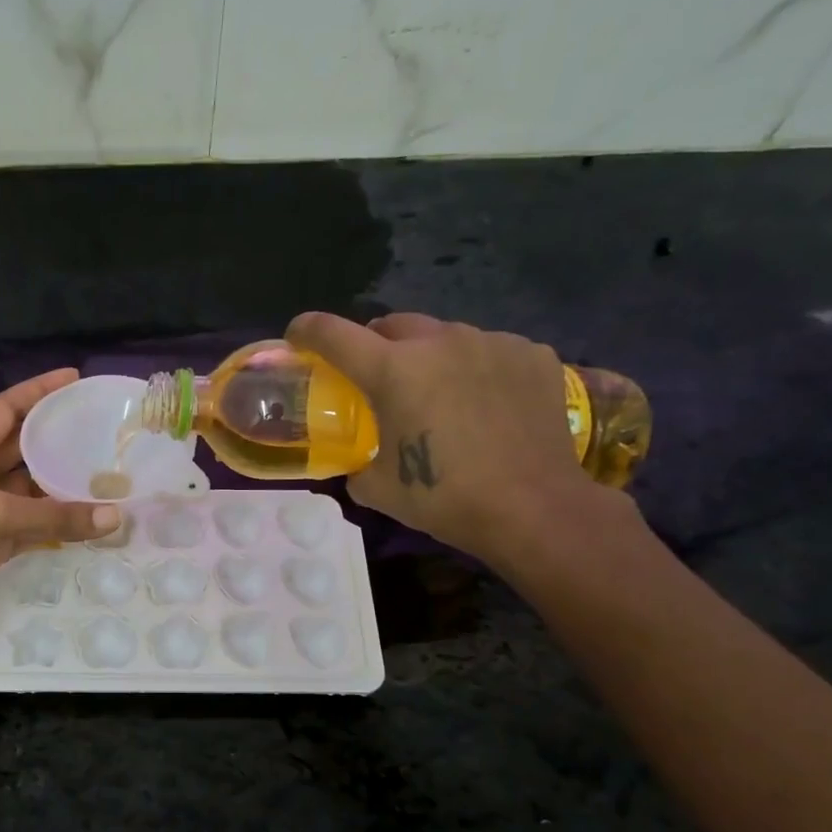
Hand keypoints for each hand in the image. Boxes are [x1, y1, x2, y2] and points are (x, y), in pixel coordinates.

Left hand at [0, 369, 118, 650]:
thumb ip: (55, 516)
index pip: (6, 408)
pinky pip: (33, 526)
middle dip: (55, 435)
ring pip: (31, 489)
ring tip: (104, 472)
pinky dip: (57, 523)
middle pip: (22, 446)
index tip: (74, 378)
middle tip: (100, 427)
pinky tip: (88, 519)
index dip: (37, 390)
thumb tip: (114, 517)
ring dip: (61, 483)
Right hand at [285, 312, 603, 562]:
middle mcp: (440, 341)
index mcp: (393, 370)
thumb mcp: (378, 489)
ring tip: (440, 394)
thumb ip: (356, 463)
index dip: (307, 330)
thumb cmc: (445, 499)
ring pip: (444, 336)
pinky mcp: (532, 354)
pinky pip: (490, 350)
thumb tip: (357, 461)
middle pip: (391, 324)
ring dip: (429, 356)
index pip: (333, 333)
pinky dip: (476, 368)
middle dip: (375, 344)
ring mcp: (491, 342)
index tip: (298, 337)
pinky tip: (486, 403)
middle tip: (377, 377)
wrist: (534, 508)